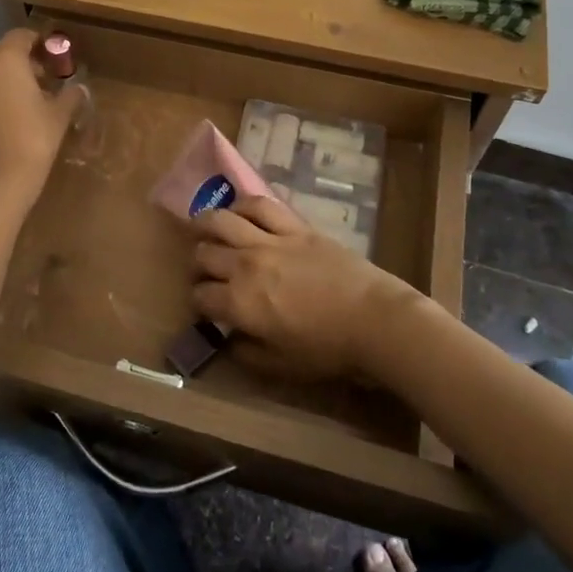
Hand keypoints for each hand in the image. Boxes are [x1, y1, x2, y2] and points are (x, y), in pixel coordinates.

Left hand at [0, 29, 82, 202]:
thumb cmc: (32, 141)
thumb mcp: (58, 116)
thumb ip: (69, 96)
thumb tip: (78, 88)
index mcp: (5, 59)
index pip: (22, 35)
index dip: (40, 41)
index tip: (56, 54)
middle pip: (2, 50)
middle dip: (22, 58)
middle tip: (45, 75)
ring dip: (8, 76)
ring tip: (33, 96)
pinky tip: (14, 114)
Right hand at [188, 195, 413, 379]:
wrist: (374, 319)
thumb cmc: (329, 350)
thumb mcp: (282, 366)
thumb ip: (247, 353)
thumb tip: (228, 340)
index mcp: (240, 304)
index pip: (201, 296)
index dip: (198, 303)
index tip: (205, 308)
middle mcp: (246, 266)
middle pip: (205, 255)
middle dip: (199, 265)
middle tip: (206, 272)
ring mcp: (269, 240)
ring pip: (222, 221)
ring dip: (206, 225)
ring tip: (203, 228)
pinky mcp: (294, 226)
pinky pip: (260, 205)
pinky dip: (243, 205)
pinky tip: (238, 210)